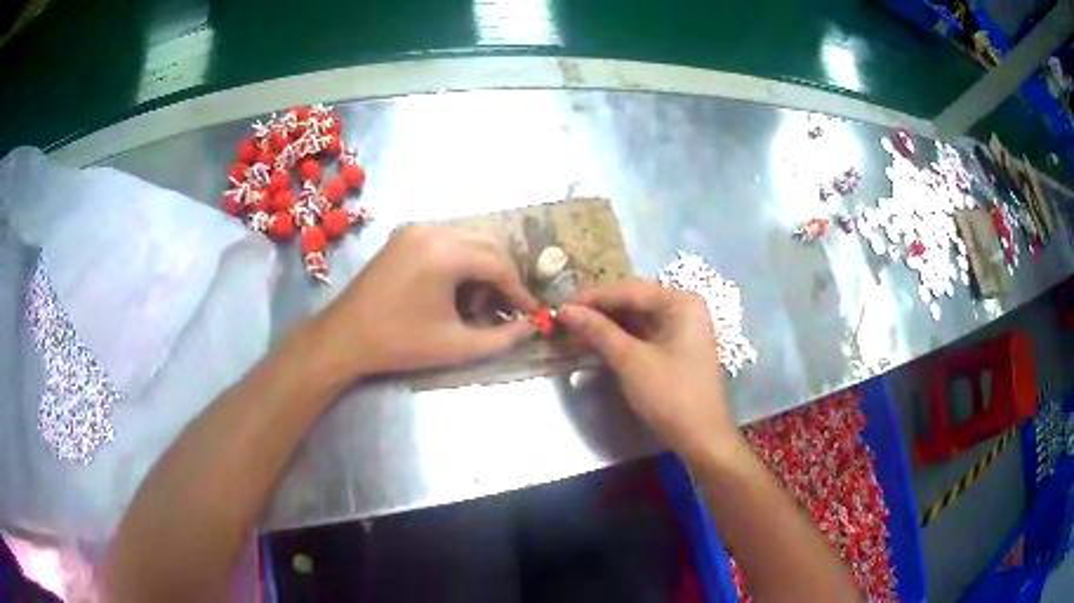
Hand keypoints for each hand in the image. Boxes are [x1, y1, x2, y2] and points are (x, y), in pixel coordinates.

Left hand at [311, 225, 538, 379]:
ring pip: (469, 237)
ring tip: (477, 302)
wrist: (344, 337)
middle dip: (503, 275)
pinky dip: (461, 259)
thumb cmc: (400, 343)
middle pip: (487, 243)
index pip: (498, 263)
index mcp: (445, 252)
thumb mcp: (456, 346)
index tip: (532, 312)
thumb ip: (502, 337)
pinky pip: (447, 238)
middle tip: (506, 307)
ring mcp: (415, 228)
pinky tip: (454, 288)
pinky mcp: (404, 235)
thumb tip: (531, 326)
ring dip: (482, 266)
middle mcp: (432, 229)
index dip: (519, 290)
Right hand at [557, 279, 739, 460]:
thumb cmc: (671, 396)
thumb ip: (598, 331)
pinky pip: (642, 334)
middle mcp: (683, 307)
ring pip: (635, 319)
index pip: (628, 290)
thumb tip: (564, 310)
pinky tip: (594, 343)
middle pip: (633, 301)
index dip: (592, 298)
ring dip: (605, 326)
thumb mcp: (631, 361)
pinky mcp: (675, 348)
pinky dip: (619, 339)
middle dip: (597, 311)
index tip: (558, 307)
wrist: (702, 438)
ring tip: (572, 331)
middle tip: (562, 320)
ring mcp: (681, 328)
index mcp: (680, 302)